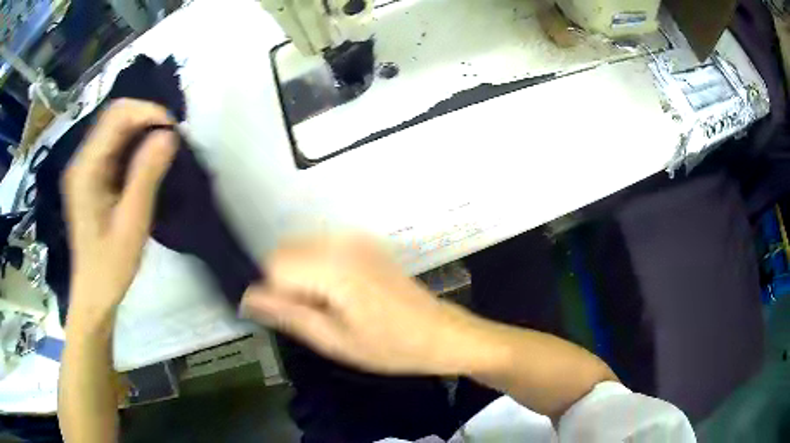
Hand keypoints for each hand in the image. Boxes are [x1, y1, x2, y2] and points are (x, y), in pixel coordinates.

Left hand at [63, 99, 176, 320]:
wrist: (94, 293)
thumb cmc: (111, 266)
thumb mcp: (132, 223)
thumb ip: (147, 175)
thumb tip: (169, 135)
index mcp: (86, 169)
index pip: (117, 117)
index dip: (148, 113)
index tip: (174, 132)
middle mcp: (81, 160)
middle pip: (114, 116)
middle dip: (146, 118)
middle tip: (170, 140)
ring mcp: (84, 167)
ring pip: (115, 128)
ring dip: (141, 131)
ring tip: (162, 149)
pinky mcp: (90, 176)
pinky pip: (113, 146)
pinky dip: (133, 145)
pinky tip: (145, 162)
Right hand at [241, 236, 484, 374]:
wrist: (440, 334)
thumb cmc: (391, 347)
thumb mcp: (334, 341)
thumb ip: (288, 314)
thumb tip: (249, 298)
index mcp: (335, 267)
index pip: (273, 264)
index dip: (270, 291)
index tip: (283, 316)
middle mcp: (342, 242)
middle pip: (284, 251)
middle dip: (282, 282)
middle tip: (306, 316)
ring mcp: (355, 238)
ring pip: (299, 248)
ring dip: (297, 276)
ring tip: (324, 307)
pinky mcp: (363, 242)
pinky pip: (319, 248)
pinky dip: (314, 269)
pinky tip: (336, 295)